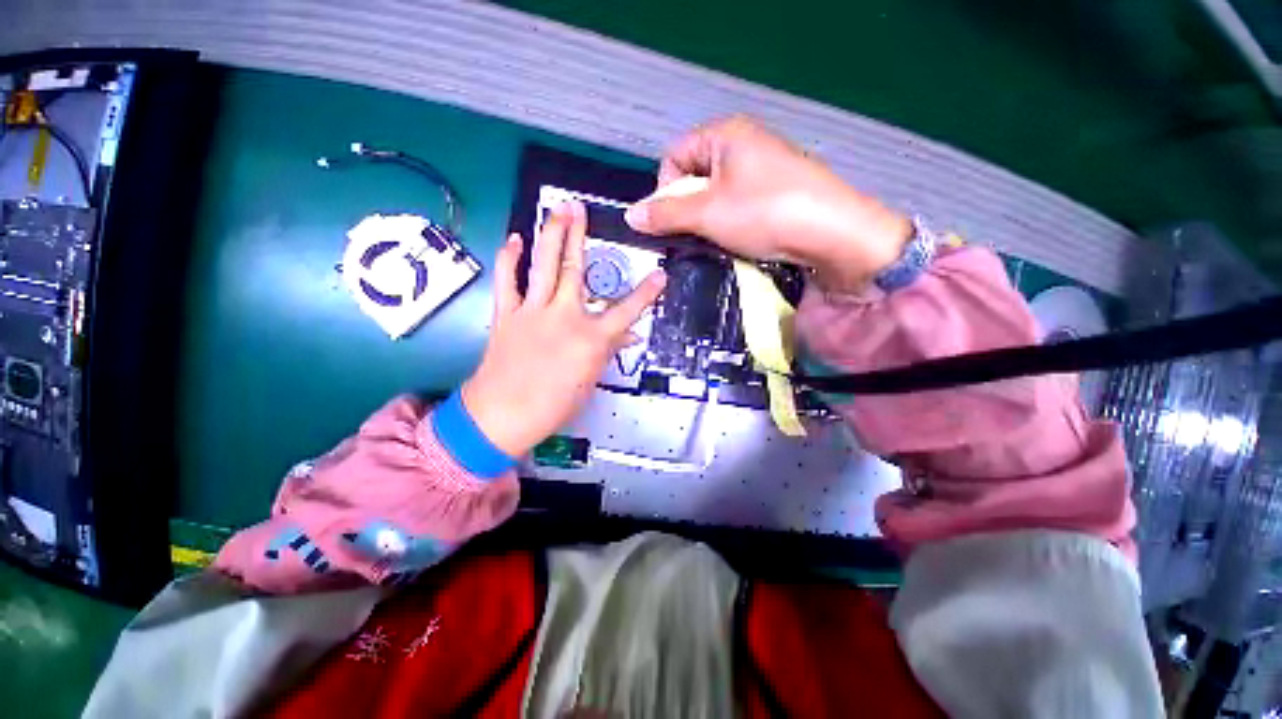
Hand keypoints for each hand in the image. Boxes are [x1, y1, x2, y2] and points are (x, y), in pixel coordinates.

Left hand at [462, 201, 665, 456]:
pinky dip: (509, 259)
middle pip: (576, 270)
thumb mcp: (590, 380)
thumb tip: (630, 337)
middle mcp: (564, 317)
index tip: (660, 275)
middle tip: (579, 209)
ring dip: (550, 235)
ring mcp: (533, 312)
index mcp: (591, 338)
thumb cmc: (554, 404)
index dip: (647, 293)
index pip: (627, 311)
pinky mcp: (506, 314)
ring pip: (544, 266)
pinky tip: (514, 240)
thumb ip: (609, 351)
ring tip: (556, 210)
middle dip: (579, 237)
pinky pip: (507, 281)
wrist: (504, 415)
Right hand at [624, 116, 911, 291]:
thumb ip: (666, 213)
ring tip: (719, 240)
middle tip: (696, 234)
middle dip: (688, 208)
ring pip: (717, 195)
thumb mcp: (708, 213)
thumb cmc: (765, 212)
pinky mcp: (778, 193)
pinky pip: (739, 205)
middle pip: (695, 176)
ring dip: (709, 220)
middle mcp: (745, 144)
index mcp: (725, 134)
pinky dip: (731, 224)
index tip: (672, 220)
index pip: (674, 156)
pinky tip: (740, 241)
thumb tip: (631, 215)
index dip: (665, 189)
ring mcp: (764, 168)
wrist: (833, 234)